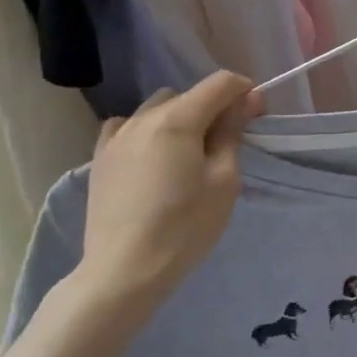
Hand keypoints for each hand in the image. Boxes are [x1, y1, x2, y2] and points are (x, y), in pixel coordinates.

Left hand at [71, 72, 263, 315]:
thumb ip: (232, 133)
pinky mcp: (100, 158)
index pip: (220, 84)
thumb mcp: (224, 180)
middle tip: (227, 141)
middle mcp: (145, 117)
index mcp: (179, 119)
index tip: (256, 115)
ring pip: (157, 108)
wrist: (123, 272)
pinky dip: (146, 130)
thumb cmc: (184, 227)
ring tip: (187, 152)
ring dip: (180, 118)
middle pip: (188, 95)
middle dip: (213, 107)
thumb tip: (244, 101)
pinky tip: (151, 155)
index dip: (244, 91)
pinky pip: (127, 127)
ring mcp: (117, 137)